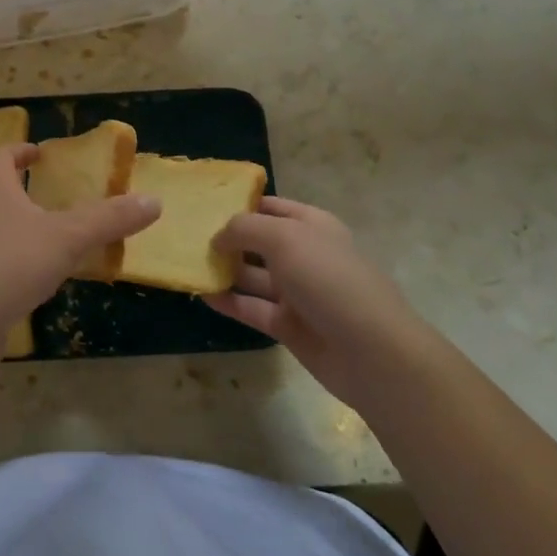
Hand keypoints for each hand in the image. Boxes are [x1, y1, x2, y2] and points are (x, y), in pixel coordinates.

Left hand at [0, 144, 160, 354]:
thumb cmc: (8, 267)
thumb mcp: (66, 238)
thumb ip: (108, 219)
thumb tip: (154, 200)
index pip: (0, 158)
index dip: (19, 150)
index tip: (40, 151)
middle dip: (27, 192)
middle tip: (61, 196)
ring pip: (2, 234)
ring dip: (28, 232)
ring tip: (63, 241)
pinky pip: (2, 269)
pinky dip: (24, 268)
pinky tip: (45, 284)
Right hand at [206, 195, 421, 404]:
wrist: (371, 351)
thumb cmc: (329, 279)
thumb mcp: (284, 238)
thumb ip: (244, 229)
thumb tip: (217, 238)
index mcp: (311, 225)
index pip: (270, 206)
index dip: (240, 204)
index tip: (204, 205)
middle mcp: (303, 254)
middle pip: (258, 241)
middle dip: (226, 238)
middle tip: (185, 235)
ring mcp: (296, 292)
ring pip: (252, 275)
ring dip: (223, 270)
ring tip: (187, 263)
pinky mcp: (288, 325)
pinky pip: (251, 307)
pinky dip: (228, 301)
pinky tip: (201, 294)